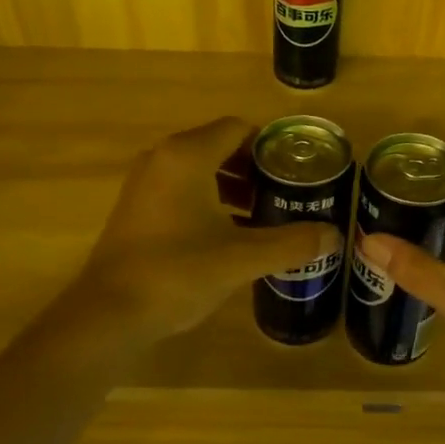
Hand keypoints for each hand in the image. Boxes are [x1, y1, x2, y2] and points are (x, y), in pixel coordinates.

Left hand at [75, 117, 342, 340]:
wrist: (108, 314)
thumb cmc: (177, 273)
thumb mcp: (241, 258)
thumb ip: (291, 243)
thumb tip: (335, 236)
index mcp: (187, 156)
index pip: (238, 129)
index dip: (271, 146)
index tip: (298, 171)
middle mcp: (163, 158)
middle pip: (219, 145)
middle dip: (255, 168)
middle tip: (287, 194)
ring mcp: (145, 182)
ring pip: (200, 169)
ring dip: (232, 185)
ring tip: (263, 214)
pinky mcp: (136, 207)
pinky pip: (181, 188)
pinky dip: (208, 199)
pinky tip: (229, 233)